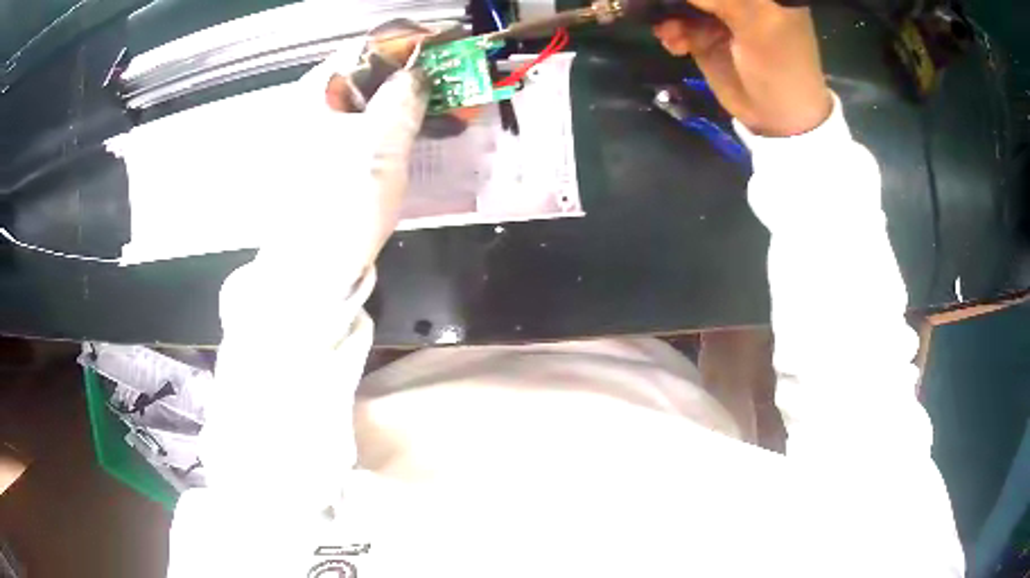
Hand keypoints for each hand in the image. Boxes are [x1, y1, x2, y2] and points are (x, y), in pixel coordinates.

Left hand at [269, 28, 428, 280]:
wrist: (311, 271)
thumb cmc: (339, 203)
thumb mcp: (379, 146)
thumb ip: (402, 99)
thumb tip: (418, 73)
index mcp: (313, 95)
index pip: (361, 49)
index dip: (403, 46)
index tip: (439, 52)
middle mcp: (308, 108)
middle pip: (363, 74)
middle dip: (406, 74)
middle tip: (444, 80)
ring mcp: (314, 134)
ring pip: (365, 101)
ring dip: (401, 99)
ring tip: (437, 104)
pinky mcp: (325, 159)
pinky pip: (362, 127)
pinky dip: (389, 123)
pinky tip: (412, 131)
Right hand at [653, 0, 831, 136]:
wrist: (778, 118)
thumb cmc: (781, 66)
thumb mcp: (757, 22)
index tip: (676, 0)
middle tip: (652, 6)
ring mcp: (717, 14)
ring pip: (679, 2)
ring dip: (665, 11)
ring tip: (667, 30)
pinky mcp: (702, 35)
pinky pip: (675, 23)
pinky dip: (669, 31)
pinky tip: (674, 44)